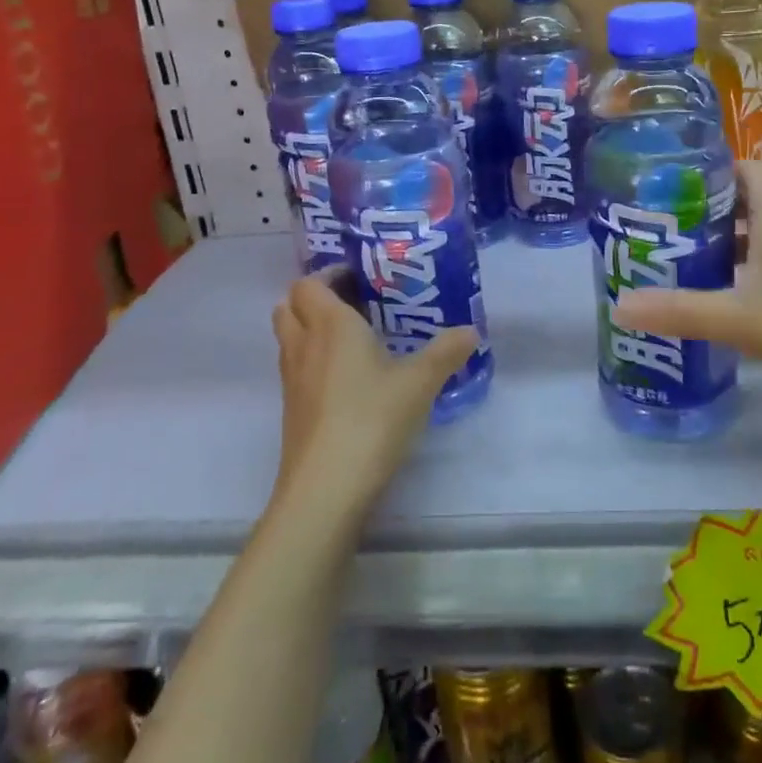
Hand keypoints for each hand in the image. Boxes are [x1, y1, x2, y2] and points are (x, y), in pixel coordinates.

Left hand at [270, 269, 477, 520]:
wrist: (326, 487)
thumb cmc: (371, 419)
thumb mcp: (420, 382)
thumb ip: (446, 352)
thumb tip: (472, 331)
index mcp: (330, 324)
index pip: (310, 283)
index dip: (330, 275)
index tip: (362, 279)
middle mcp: (303, 344)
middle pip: (289, 305)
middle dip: (315, 299)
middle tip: (354, 304)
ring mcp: (292, 379)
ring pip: (290, 337)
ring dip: (311, 329)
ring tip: (354, 339)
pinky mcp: (292, 409)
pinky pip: (296, 367)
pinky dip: (313, 360)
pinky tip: (350, 379)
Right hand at [615, 160, 761, 432]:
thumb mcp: (740, 319)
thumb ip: (680, 311)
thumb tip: (619, 304)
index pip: (751, 173)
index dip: (717, 164)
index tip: (673, 169)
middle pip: (747, 208)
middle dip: (706, 208)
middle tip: (659, 218)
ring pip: (754, 245)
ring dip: (719, 246)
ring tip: (673, 257)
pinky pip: (761, 279)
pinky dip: (734, 281)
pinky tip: (708, 301)